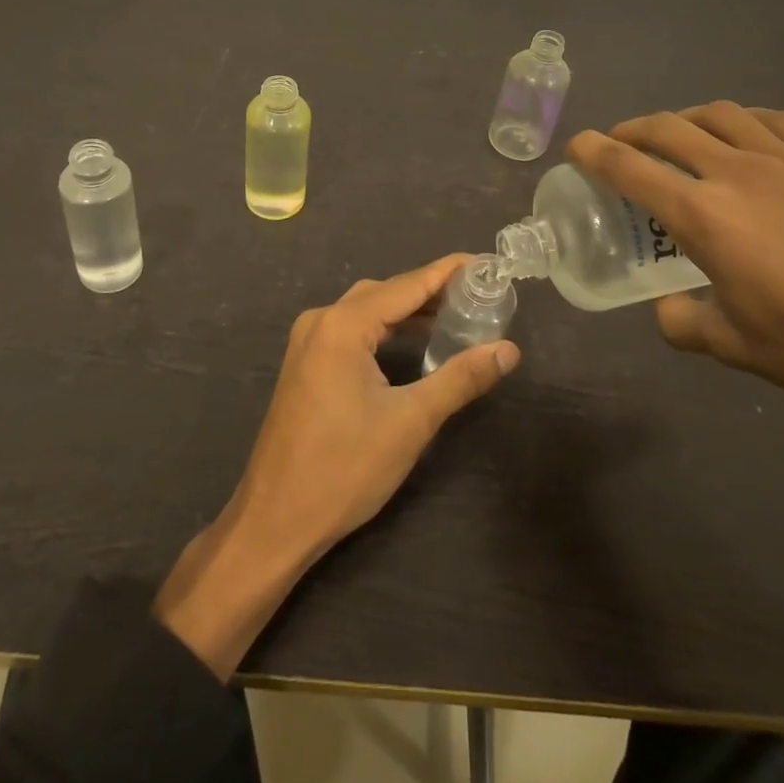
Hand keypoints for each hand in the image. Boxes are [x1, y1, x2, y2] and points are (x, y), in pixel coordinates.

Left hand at [155, 255, 519, 677]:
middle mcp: (321, 321)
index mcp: (343, 325)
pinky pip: (352, 331)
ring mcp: (308, 343)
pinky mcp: (305, 364)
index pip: (407, 285)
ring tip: (455, 316)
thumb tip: (508, 350)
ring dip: (408, 312)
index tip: (485, 262)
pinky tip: (412, 343)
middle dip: (431, 291)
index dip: (448, 272)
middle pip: (385, 293)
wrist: (275, 520)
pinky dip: (385, 330)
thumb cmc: (344, 468)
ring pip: (367, 311)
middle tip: (477, 295)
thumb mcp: (411, 422)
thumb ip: (460, 378)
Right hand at [567, 102, 783, 427]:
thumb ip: (684, 322)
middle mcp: (740, 173)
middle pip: (669, 128)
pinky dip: (748, 121)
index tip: (578, 145)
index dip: (595, 152)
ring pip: (723, 114)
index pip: (631, 168)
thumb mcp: (735, 347)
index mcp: (705, 216)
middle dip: (633, 129)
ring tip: (680, 133)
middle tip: (621, 141)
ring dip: (687, 118)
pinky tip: (750, 136)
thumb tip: (667, 309)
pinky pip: (779, 122)